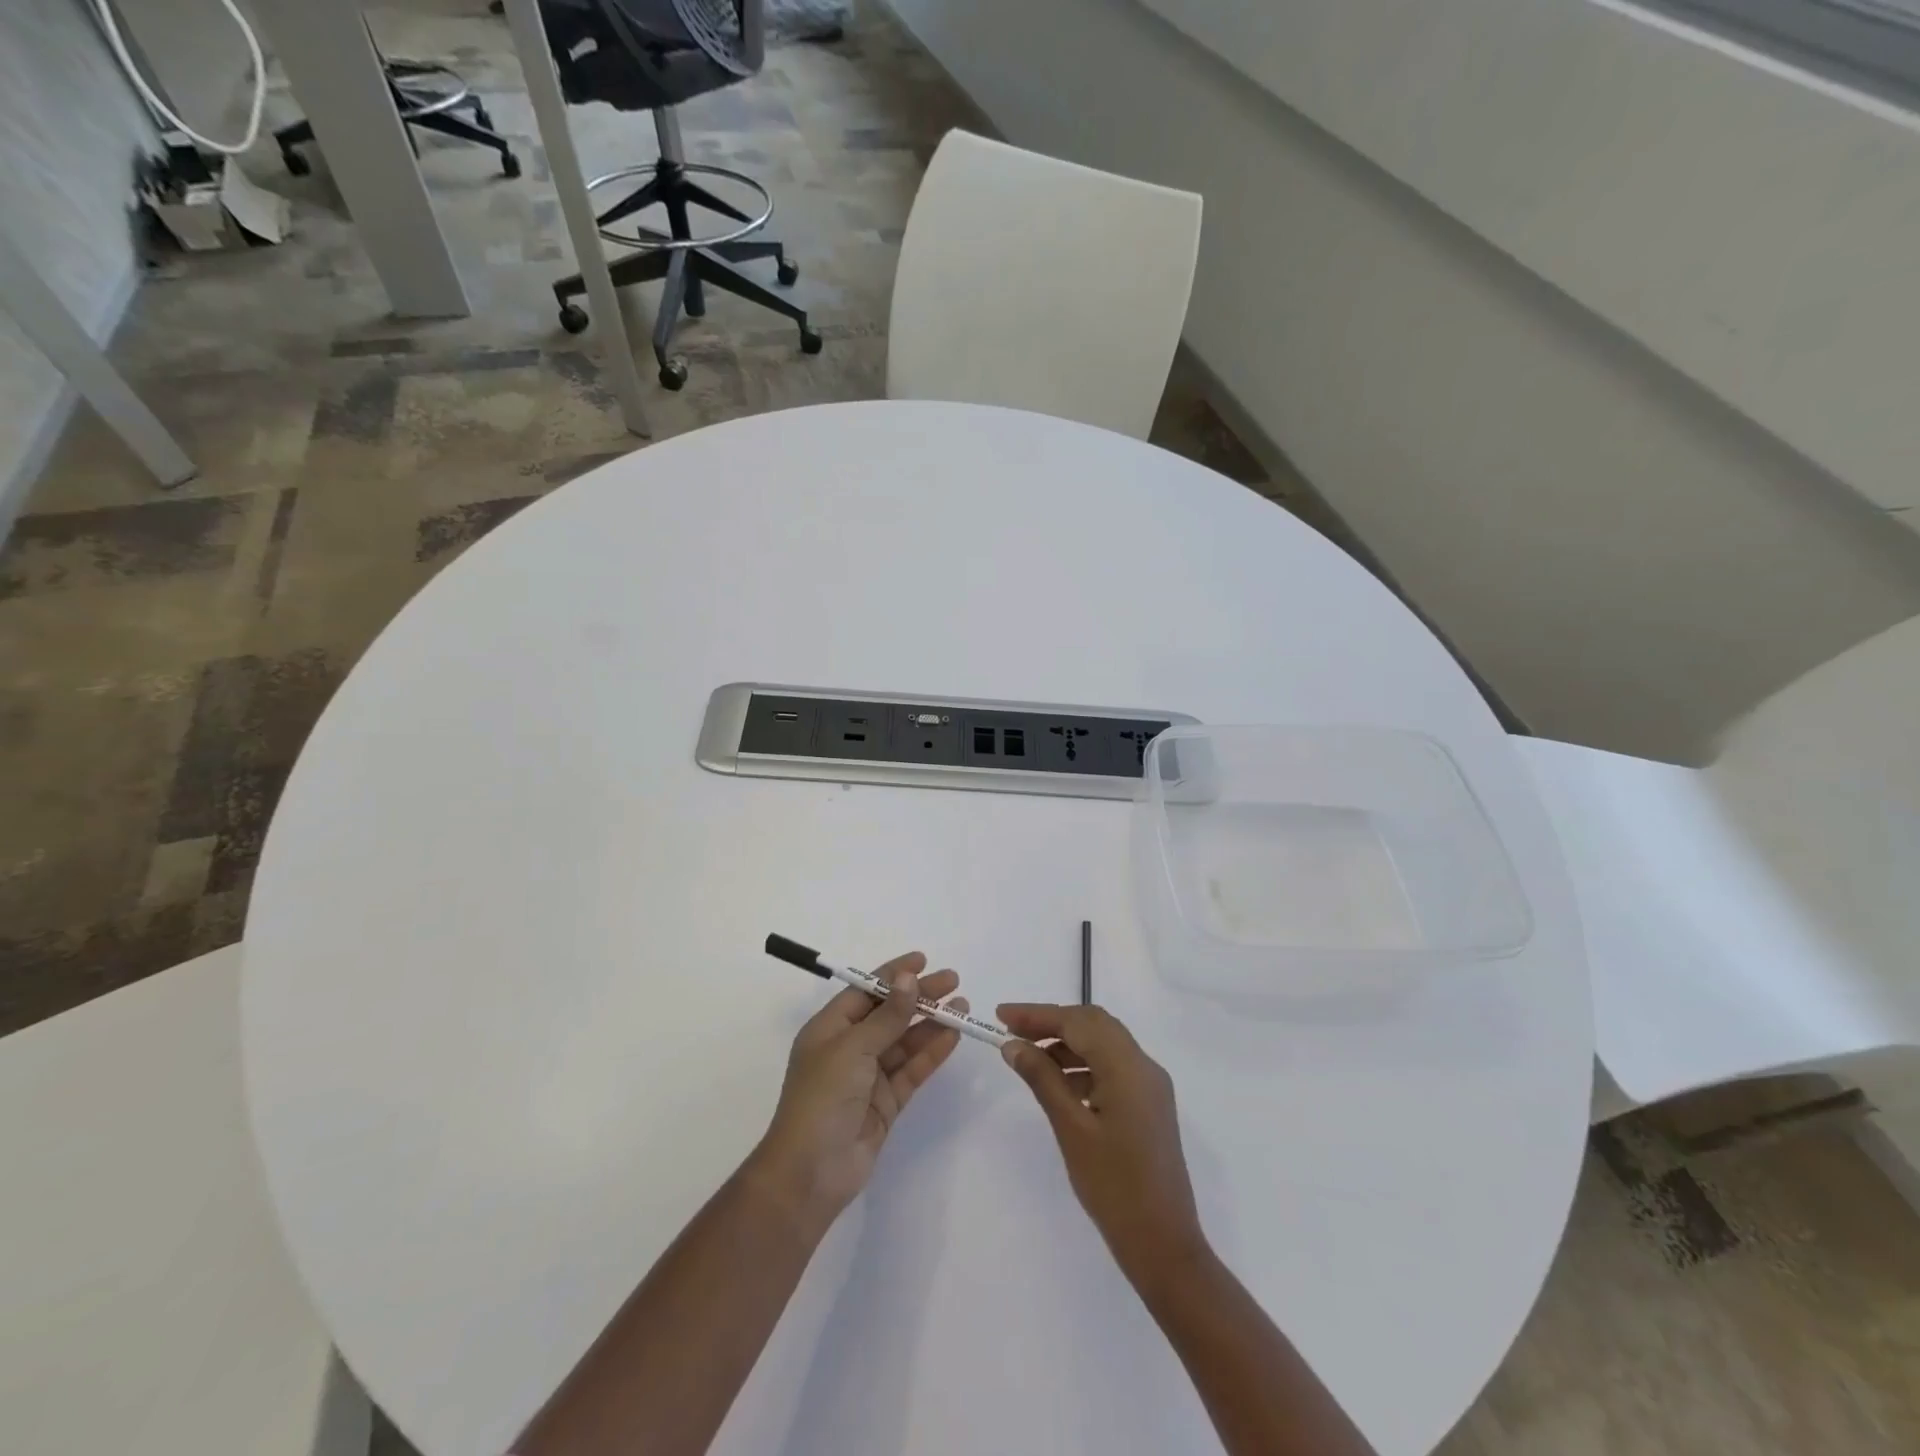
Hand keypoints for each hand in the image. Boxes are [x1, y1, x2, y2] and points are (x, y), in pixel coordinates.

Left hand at [749, 953, 966, 1230]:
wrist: (811, 1172)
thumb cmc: (823, 1098)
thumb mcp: (853, 1048)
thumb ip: (887, 1016)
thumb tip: (908, 978)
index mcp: (830, 1028)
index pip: (865, 991)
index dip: (893, 974)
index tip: (923, 960)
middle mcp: (849, 1048)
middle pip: (889, 1014)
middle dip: (919, 997)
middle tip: (953, 981)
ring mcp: (868, 1077)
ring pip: (905, 1041)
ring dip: (931, 1023)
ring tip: (962, 1006)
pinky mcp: (886, 1103)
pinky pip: (912, 1069)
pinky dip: (932, 1052)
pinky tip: (953, 1036)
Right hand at [998, 1003, 1206, 1283]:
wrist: (1164, 1245)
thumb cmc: (1114, 1187)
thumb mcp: (1071, 1129)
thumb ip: (1042, 1079)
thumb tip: (1013, 1045)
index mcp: (1128, 1067)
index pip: (1077, 1021)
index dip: (1037, 1014)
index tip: (1000, 1015)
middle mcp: (1144, 1066)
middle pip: (1094, 1024)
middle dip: (1052, 1023)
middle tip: (1012, 1032)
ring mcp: (1150, 1086)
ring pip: (1104, 1044)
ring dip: (1067, 1043)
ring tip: (1028, 1057)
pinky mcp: (1149, 1104)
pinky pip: (1113, 1067)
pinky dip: (1083, 1065)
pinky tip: (1058, 1083)